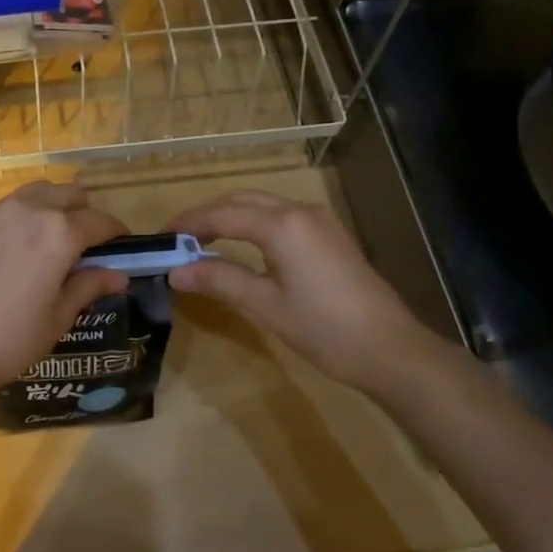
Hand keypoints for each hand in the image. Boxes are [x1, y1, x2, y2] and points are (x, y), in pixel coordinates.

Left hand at [0, 181, 128, 412]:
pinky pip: (11, 205)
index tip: (122, 247)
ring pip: (38, 192)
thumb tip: (118, 275)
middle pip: (69, 194)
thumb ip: (89, 286)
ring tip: (54, 241)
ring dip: (55, 207)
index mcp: (58, 233)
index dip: (116, 233)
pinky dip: (26, 214)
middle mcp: (29, 210)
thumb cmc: (9, 340)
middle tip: (87, 246)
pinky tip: (21, 248)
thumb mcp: (58, 317)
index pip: (99, 221)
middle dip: (85, 214)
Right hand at [165, 190, 437, 394]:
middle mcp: (300, 211)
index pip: (222, 214)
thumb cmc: (325, 329)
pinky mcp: (331, 236)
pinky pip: (282, 218)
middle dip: (208, 216)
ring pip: (264, 206)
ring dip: (232, 217)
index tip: (161, 237)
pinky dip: (255, 225)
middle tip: (179, 240)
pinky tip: (244, 248)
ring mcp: (320, 221)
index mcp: (282, 225)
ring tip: (204, 243)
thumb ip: (220, 281)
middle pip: (243, 201)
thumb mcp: (266, 306)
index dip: (189, 224)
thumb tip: (175, 271)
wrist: (392, 349)